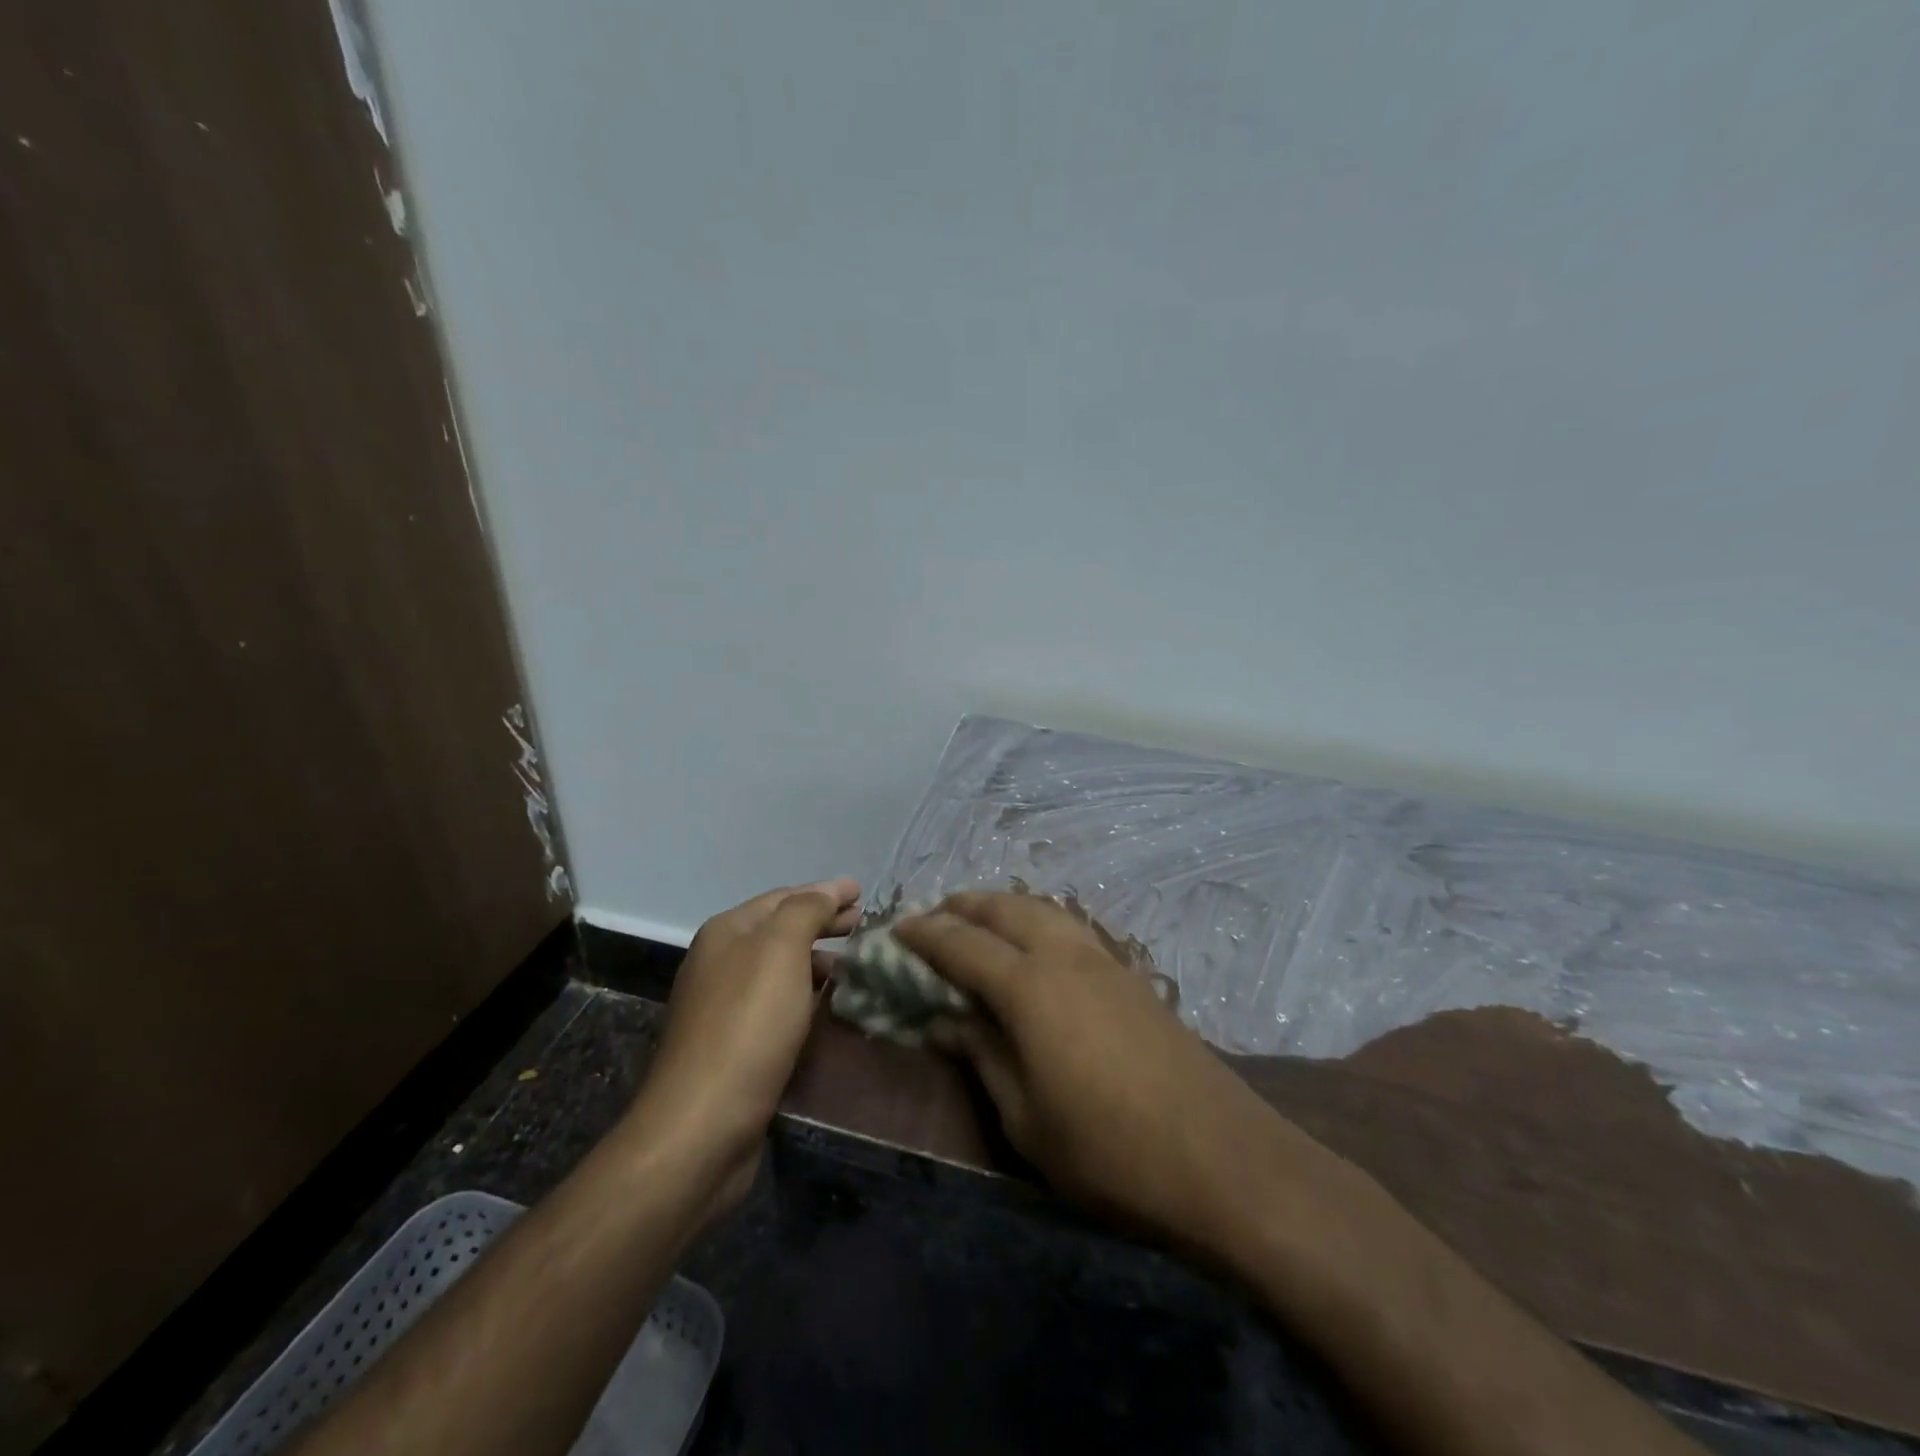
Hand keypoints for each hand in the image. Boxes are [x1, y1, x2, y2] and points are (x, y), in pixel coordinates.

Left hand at [628, 878, 860, 1218]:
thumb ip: (806, 912)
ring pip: (781, 970)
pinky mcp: (734, 1047)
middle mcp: (720, 963)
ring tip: (856, 969)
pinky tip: (829, 1008)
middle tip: (865, 926)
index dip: (824, 892)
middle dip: (823, 924)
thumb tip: (828, 890)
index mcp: (727, 933)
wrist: (702, 1127)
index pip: (783, 898)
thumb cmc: (747, 1026)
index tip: (863, 893)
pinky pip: (779, 1006)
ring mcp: (724, 1007)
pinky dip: (806, 997)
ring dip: (818, 962)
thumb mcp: (781, 952)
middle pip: (781, 931)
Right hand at [896, 892, 1293, 1254]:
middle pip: (1004, 907)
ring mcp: (1104, 960)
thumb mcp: (1026, 1120)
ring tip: (978, 922)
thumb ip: (981, 1057)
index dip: (924, 935)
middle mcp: (1064, 956)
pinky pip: (1070, 926)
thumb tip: (945, 1021)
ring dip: (1003, 906)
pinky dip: (1038, 920)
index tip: (895, 930)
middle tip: (932, 918)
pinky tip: (1035, 946)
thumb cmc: (1109, 1152)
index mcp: (1030, 987)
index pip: (961, 944)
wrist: (1221, 1159)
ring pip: (1042, 908)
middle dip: (963, 906)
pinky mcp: (1132, 975)